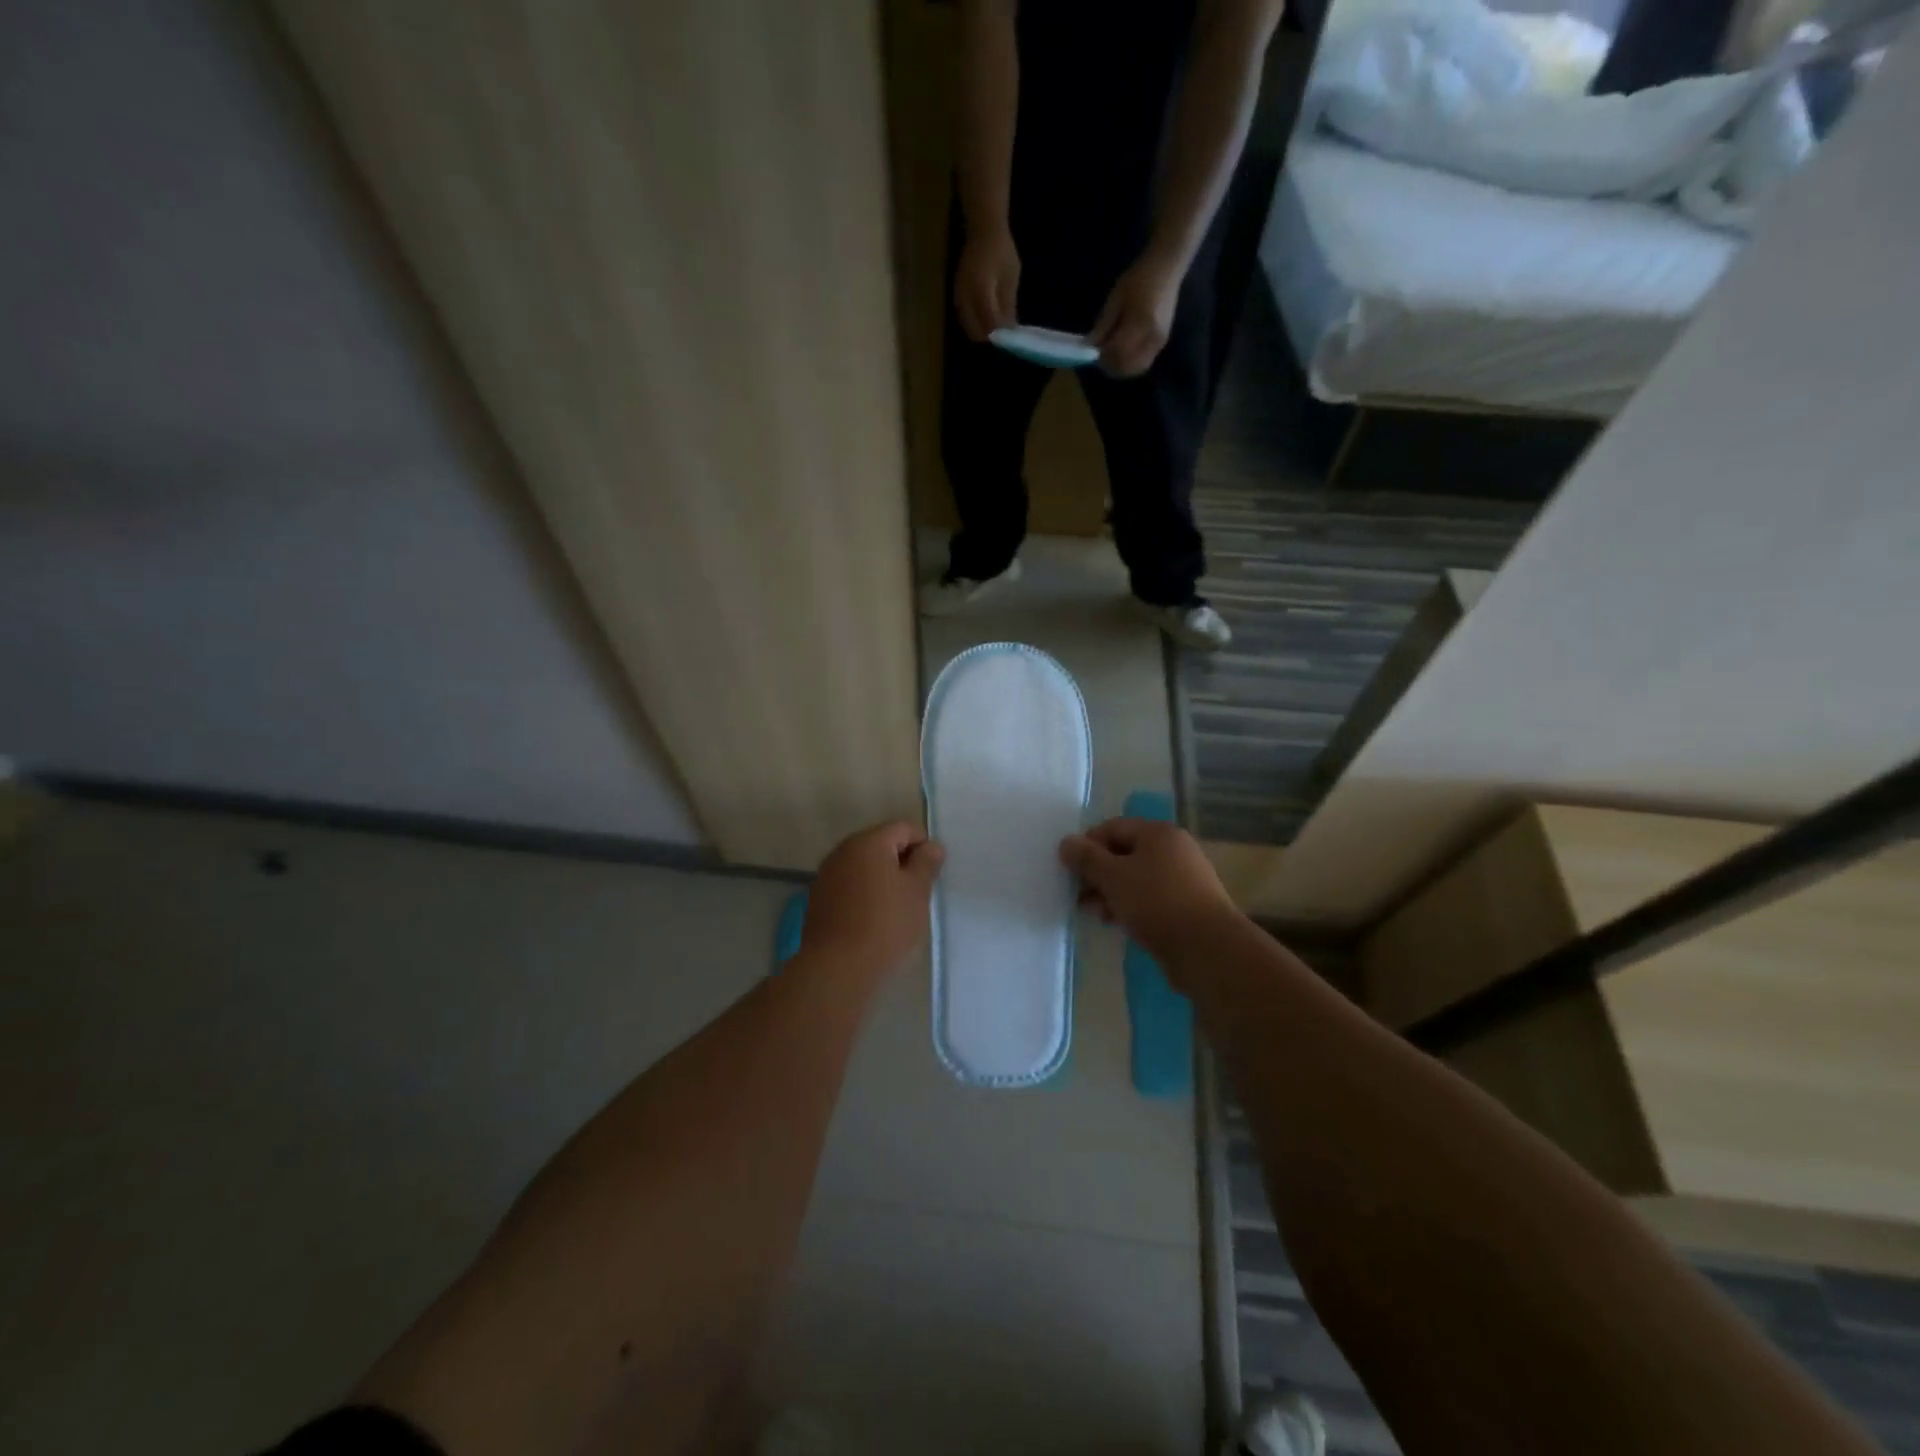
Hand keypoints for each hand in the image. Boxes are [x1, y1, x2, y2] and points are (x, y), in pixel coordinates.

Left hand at [802, 821, 944, 981]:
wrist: (837, 969)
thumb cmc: (885, 925)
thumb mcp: (917, 892)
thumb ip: (926, 864)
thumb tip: (931, 846)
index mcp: (869, 842)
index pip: (904, 828)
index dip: (924, 846)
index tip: (932, 874)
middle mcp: (843, 850)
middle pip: (880, 844)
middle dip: (901, 861)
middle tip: (918, 891)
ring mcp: (826, 874)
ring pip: (863, 866)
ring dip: (882, 878)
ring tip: (897, 907)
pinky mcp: (818, 899)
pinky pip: (848, 885)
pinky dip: (864, 893)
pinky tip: (873, 918)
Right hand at [954, 227, 1019, 341]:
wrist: (982, 229)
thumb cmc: (1001, 250)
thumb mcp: (1011, 277)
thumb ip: (1008, 305)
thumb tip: (1010, 329)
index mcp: (982, 290)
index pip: (990, 323)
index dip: (1001, 334)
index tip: (1011, 338)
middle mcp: (966, 296)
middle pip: (975, 331)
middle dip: (990, 337)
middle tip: (1003, 336)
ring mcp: (959, 296)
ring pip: (968, 326)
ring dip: (981, 331)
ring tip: (996, 328)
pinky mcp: (956, 295)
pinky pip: (964, 318)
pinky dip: (975, 323)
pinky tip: (986, 320)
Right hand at [1059, 818, 1236, 967]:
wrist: (1207, 948)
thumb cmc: (1156, 902)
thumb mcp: (1113, 877)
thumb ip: (1086, 858)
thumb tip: (1066, 842)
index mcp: (1158, 833)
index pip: (1112, 827)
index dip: (1087, 845)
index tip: (1070, 870)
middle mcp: (1173, 849)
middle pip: (1124, 853)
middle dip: (1098, 874)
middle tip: (1079, 896)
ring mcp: (1183, 878)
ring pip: (1136, 878)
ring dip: (1111, 892)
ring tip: (1096, 914)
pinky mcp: (1187, 905)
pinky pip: (1150, 897)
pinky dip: (1130, 905)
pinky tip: (1117, 922)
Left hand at [1089, 252, 1183, 377]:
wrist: (1167, 266)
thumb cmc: (1139, 277)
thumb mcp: (1116, 297)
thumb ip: (1104, 324)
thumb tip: (1091, 345)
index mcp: (1140, 323)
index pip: (1118, 353)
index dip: (1104, 357)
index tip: (1094, 352)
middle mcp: (1152, 337)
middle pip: (1128, 366)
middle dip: (1112, 366)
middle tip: (1101, 357)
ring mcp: (1160, 341)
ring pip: (1137, 368)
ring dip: (1122, 367)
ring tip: (1111, 356)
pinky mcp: (1162, 342)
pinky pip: (1144, 362)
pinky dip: (1131, 363)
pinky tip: (1123, 353)